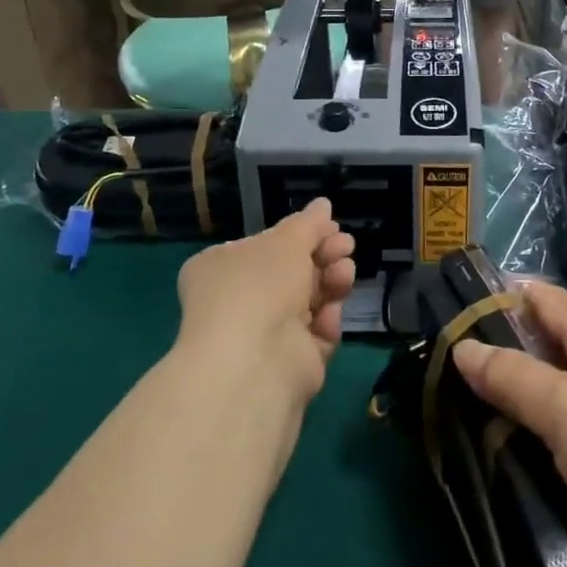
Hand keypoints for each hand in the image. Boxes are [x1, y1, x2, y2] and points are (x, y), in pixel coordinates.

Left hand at [175, 200, 356, 402]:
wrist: (255, 362)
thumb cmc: (260, 285)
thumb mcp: (286, 241)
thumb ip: (308, 224)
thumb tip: (323, 204)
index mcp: (221, 268)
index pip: (264, 245)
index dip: (299, 234)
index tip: (329, 226)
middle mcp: (237, 300)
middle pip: (291, 272)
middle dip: (323, 255)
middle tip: (346, 245)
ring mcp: (263, 334)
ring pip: (308, 301)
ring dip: (330, 282)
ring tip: (345, 272)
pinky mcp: (289, 362)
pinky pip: (315, 334)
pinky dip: (326, 321)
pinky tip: (331, 313)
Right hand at [450, 283, 566, 566]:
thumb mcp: (564, 411)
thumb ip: (512, 377)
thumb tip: (462, 345)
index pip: (546, 299)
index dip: (505, 297)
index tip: (459, 311)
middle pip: (556, 346)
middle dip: (512, 354)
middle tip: (459, 375)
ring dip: (533, 401)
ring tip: (484, 420)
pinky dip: (557, 436)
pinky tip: (536, 459)